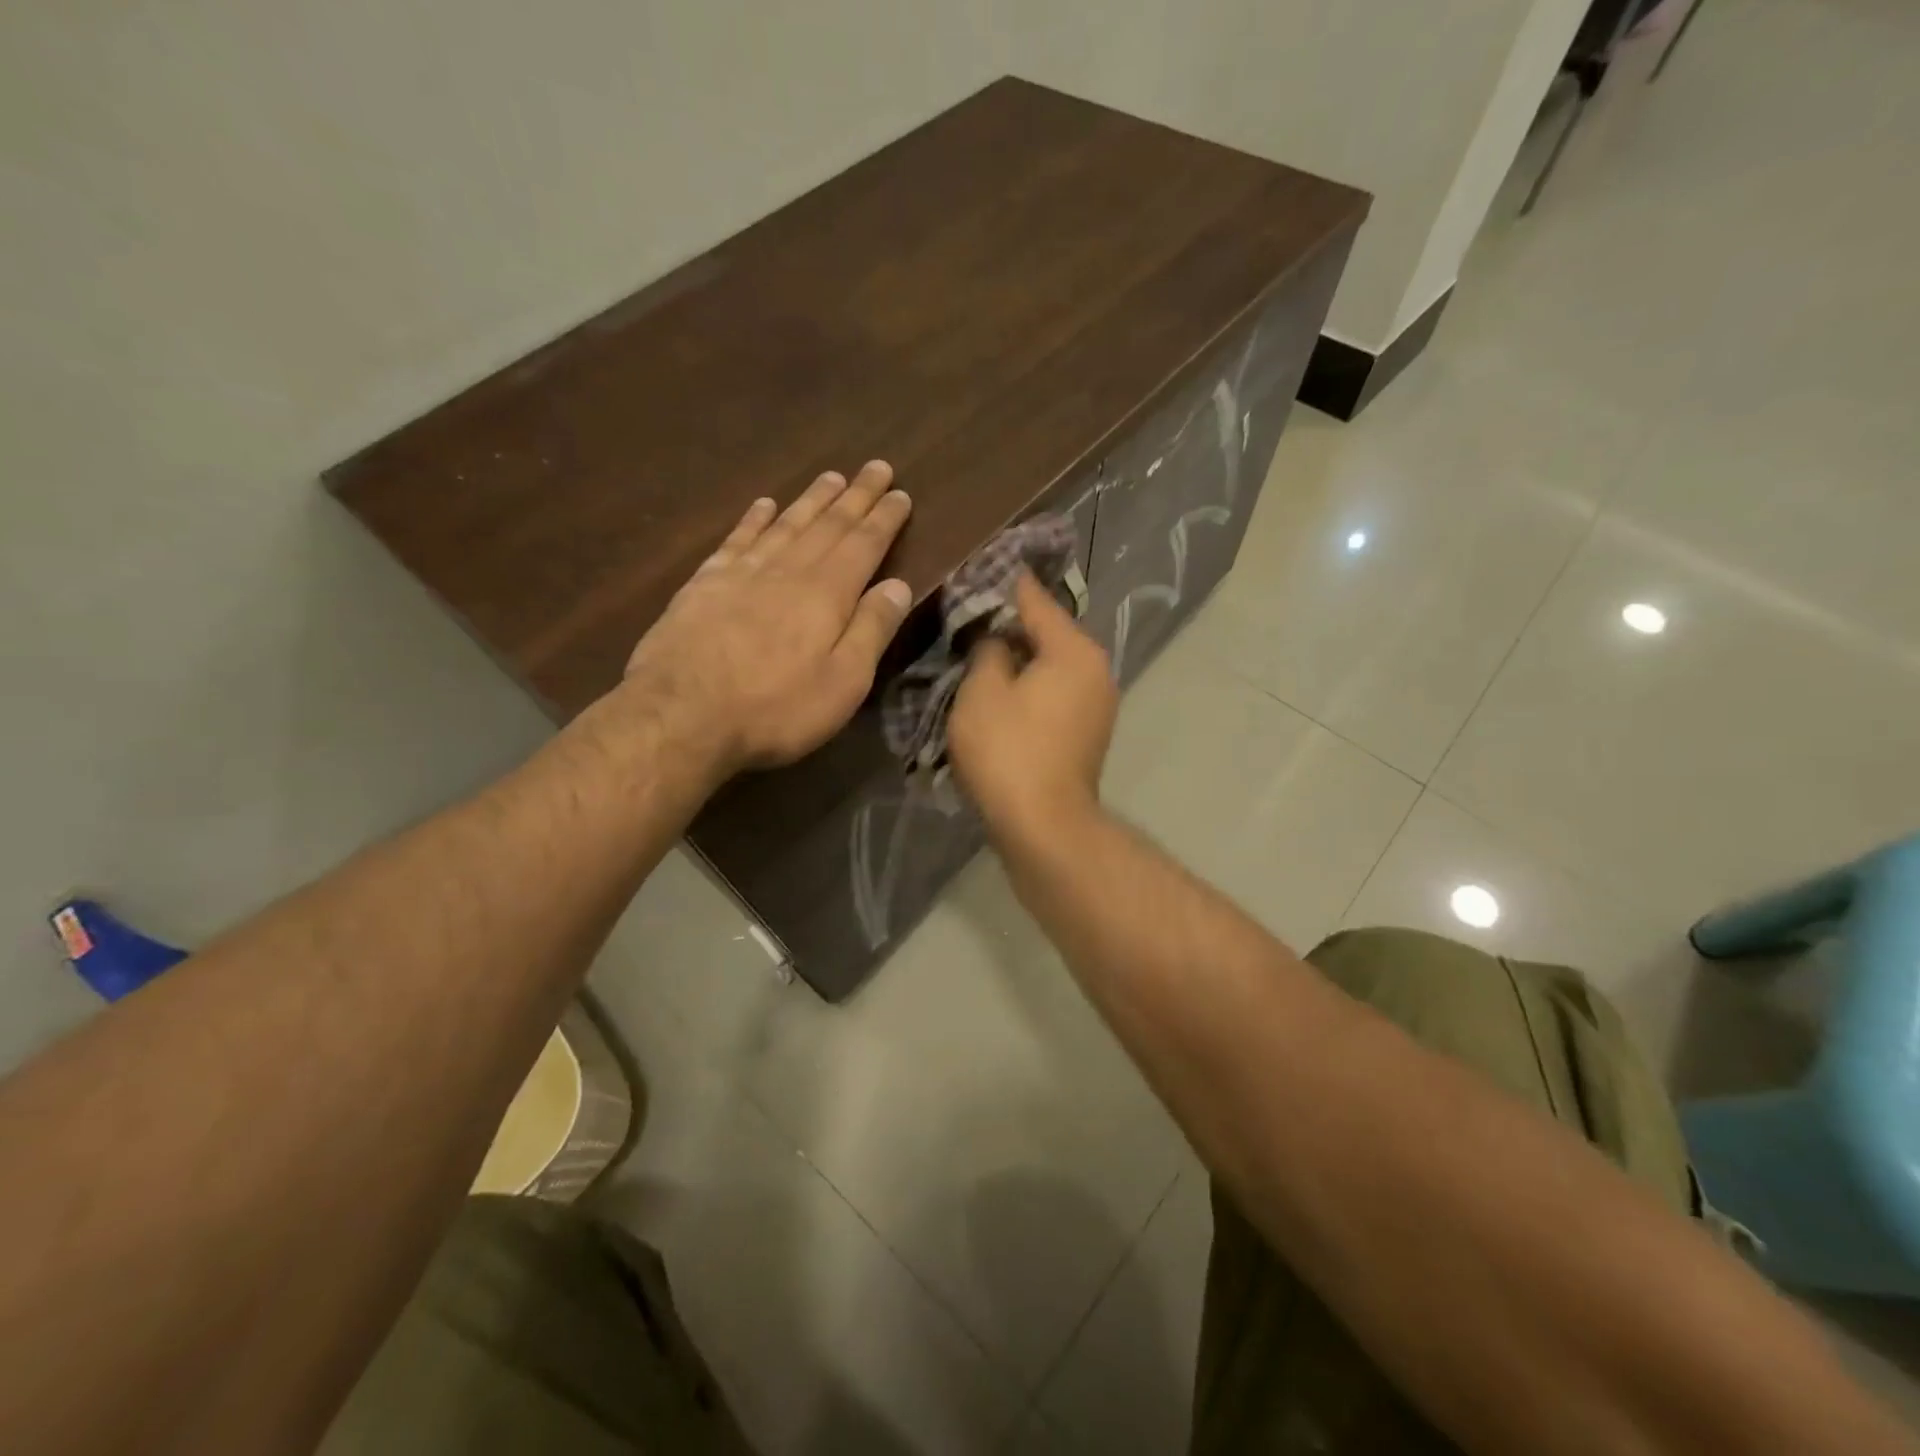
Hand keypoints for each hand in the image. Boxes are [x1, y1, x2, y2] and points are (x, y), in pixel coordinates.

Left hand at [623, 461, 913, 773]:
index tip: (900, 492)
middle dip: (855, 496)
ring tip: (831, 477)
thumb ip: (872, 629)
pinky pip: (738, 539)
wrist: (682, 714)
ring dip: (812, 500)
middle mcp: (788, 570)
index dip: (884, 518)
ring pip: (786, 524)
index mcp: (827, 594)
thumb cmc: (776, 707)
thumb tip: (898, 584)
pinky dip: (754, 519)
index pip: (863, 544)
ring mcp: (742, 573)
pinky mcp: (705, 584)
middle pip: (828, 525)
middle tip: (875, 467)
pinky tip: (764, 505)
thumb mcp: (844, 681)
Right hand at [948, 572, 1117, 842]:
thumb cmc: (1008, 750)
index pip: (1037, 600)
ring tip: (983, 654)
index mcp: (1074, 650)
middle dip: (1013, 626)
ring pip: (1053, 666)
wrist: (1044, 825)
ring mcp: (1098, 705)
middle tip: (972, 615)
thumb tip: (999, 640)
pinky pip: (1056, 694)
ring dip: (1021, 661)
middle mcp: (1096, 670)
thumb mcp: (982, 690)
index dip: (1008, 583)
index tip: (987, 564)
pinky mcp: (1088, 734)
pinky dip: (1032, 688)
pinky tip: (1003, 693)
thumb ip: (989, 650)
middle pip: (1049, 634)